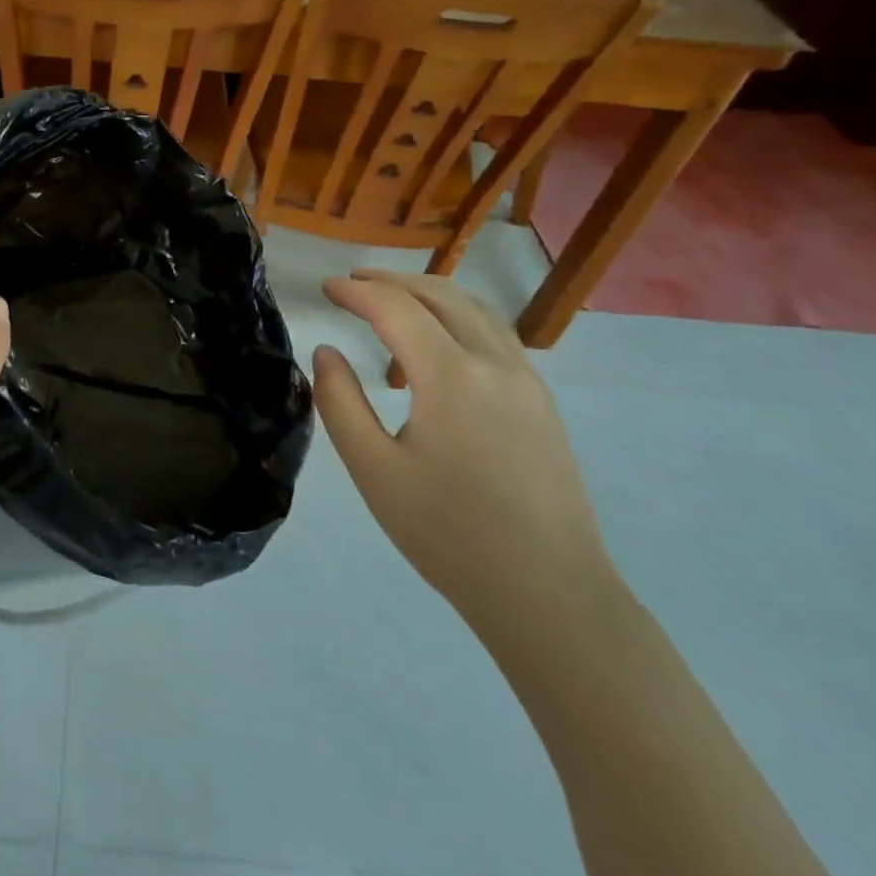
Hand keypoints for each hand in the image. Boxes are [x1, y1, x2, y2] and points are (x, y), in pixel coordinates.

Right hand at [313, 270, 618, 639]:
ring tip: (393, 297)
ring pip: (475, 309)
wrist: (549, 594)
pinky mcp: (542, 402)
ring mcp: (527, 380)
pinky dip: (458, 316)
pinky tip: (440, 341)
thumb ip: (340, 403)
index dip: (357, 292)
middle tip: (353, 282)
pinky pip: (496, 334)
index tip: (326, 287)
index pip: (397, 309)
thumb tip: (326, 352)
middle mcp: (495, 363)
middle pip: (440, 295)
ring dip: (429, 292)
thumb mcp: (374, 472)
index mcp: (452, 377)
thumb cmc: (449, 536)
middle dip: (392, 281)